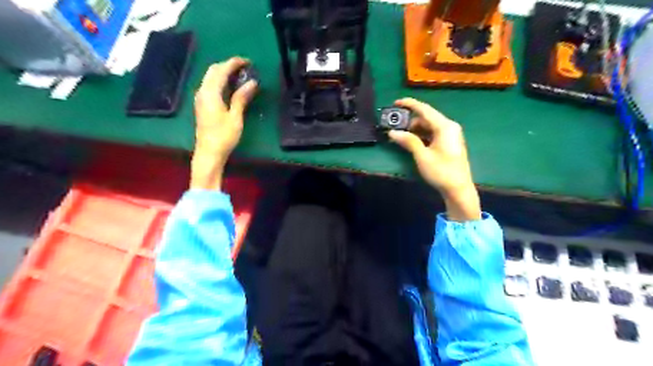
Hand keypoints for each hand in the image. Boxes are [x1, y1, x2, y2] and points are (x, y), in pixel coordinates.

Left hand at [190, 57, 257, 191]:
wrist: (209, 153)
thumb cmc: (224, 136)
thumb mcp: (235, 117)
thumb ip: (242, 97)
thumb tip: (252, 82)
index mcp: (210, 93)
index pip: (221, 70)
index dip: (234, 63)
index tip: (248, 61)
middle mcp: (202, 92)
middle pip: (213, 71)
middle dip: (228, 65)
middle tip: (245, 67)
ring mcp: (200, 98)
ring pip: (211, 78)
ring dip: (224, 72)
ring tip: (240, 75)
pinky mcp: (202, 105)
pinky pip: (210, 86)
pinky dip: (220, 81)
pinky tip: (230, 87)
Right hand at [389, 98, 480, 221]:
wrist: (458, 189)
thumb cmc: (441, 171)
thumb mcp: (422, 156)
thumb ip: (408, 141)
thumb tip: (393, 132)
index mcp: (445, 126)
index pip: (424, 110)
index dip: (409, 104)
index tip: (396, 102)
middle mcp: (449, 127)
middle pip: (426, 118)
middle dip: (410, 122)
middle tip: (395, 128)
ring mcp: (450, 135)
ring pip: (429, 126)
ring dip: (414, 130)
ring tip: (401, 138)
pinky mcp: (449, 143)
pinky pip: (432, 133)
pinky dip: (421, 136)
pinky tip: (412, 143)